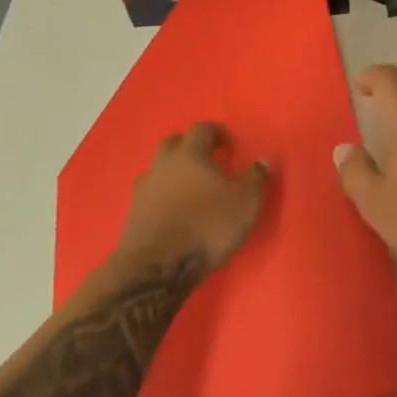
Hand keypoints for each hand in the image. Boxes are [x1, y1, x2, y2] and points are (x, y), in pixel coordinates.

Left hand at [116, 123, 268, 274]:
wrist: (157, 267)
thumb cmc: (207, 226)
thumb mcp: (245, 202)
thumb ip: (256, 178)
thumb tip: (263, 160)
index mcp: (190, 154)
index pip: (202, 129)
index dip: (217, 132)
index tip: (229, 144)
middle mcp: (163, 164)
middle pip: (173, 143)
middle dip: (190, 146)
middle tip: (207, 158)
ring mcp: (144, 189)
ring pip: (158, 169)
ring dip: (173, 171)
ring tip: (189, 187)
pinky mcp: (132, 214)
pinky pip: (149, 194)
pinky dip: (162, 196)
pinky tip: (173, 210)